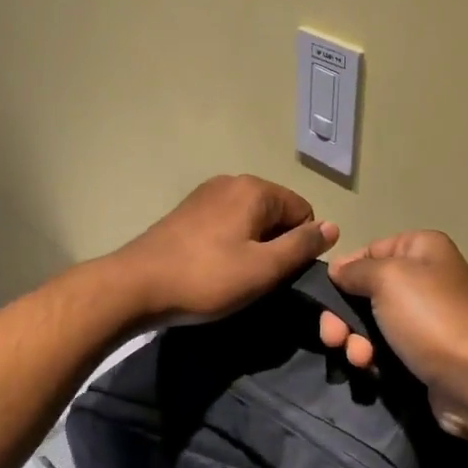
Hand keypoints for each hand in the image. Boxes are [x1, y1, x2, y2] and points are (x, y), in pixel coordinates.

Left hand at [111, 175, 338, 325]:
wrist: (135, 286)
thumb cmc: (207, 278)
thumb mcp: (264, 268)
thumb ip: (302, 245)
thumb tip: (333, 227)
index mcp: (255, 189)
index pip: (303, 212)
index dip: (300, 245)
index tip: (279, 274)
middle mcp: (232, 181)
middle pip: (276, 213)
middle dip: (276, 244)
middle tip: (256, 278)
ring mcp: (206, 194)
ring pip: (251, 220)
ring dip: (253, 246)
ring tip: (233, 276)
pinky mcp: (187, 211)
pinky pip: (226, 223)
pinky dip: (230, 244)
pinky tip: (213, 268)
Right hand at [319, 232, 467, 438]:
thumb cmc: (430, 318)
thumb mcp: (387, 279)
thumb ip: (356, 269)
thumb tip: (338, 270)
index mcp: (422, 249)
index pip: (370, 250)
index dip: (345, 271)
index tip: (326, 294)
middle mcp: (426, 278)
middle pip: (366, 290)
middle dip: (343, 315)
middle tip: (332, 336)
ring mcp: (425, 318)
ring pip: (371, 323)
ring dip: (354, 340)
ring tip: (358, 358)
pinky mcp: (423, 352)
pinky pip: (385, 348)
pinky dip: (372, 357)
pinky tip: (368, 369)